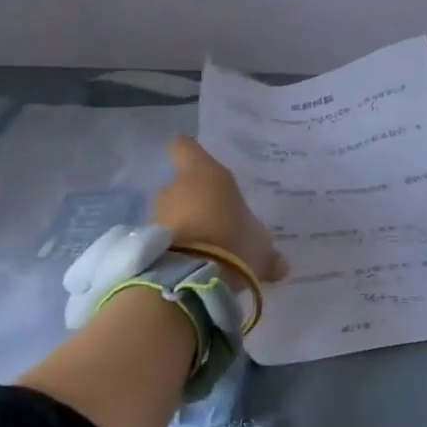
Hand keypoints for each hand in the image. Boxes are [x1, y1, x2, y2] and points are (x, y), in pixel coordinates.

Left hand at [152, 137, 288, 281]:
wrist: (192, 279)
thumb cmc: (233, 242)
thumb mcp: (260, 247)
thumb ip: (265, 251)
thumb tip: (280, 266)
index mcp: (204, 175)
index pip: (185, 147)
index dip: (192, 156)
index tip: (203, 167)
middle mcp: (175, 188)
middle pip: (179, 186)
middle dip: (194, 203)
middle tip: (215, 222)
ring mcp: (157, 215)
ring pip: (170, 214)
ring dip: (184, 228)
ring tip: (205, 250)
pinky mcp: (146, 243)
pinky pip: (163, 240)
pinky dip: (174, 249)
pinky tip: (192, 267)